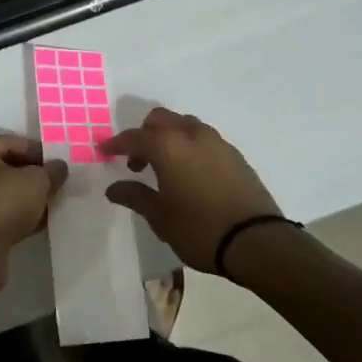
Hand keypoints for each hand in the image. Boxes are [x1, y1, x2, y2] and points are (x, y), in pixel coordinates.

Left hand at [0, 135, 66, 285]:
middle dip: (29, 176)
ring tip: (46, 206)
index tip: (57, 165)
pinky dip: (11, 215)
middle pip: (2, 167)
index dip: (38, 151)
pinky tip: (33, 224)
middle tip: (53, 185)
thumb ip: (50, 171)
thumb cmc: (3, 201)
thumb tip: (58, 167)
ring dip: (21, 198)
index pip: (11, 142)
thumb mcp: (36, 181)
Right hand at [101, 107, 282, 272]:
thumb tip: (113, 188)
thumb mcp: (160, 217)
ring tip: (165, 167)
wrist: (257, 242)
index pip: (134, 137)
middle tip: (137, 162)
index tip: (103, 151)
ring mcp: (217, 142)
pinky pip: (203, 139)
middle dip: (144, 134)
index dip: (116, 144)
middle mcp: (191, 134)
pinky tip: (190, 173)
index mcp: (168, 146)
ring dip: (169, 137)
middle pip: (160, 119)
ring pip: (185, 125)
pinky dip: (189, 146)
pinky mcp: (235, 154)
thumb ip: (135, 196)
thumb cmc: (199, 229)